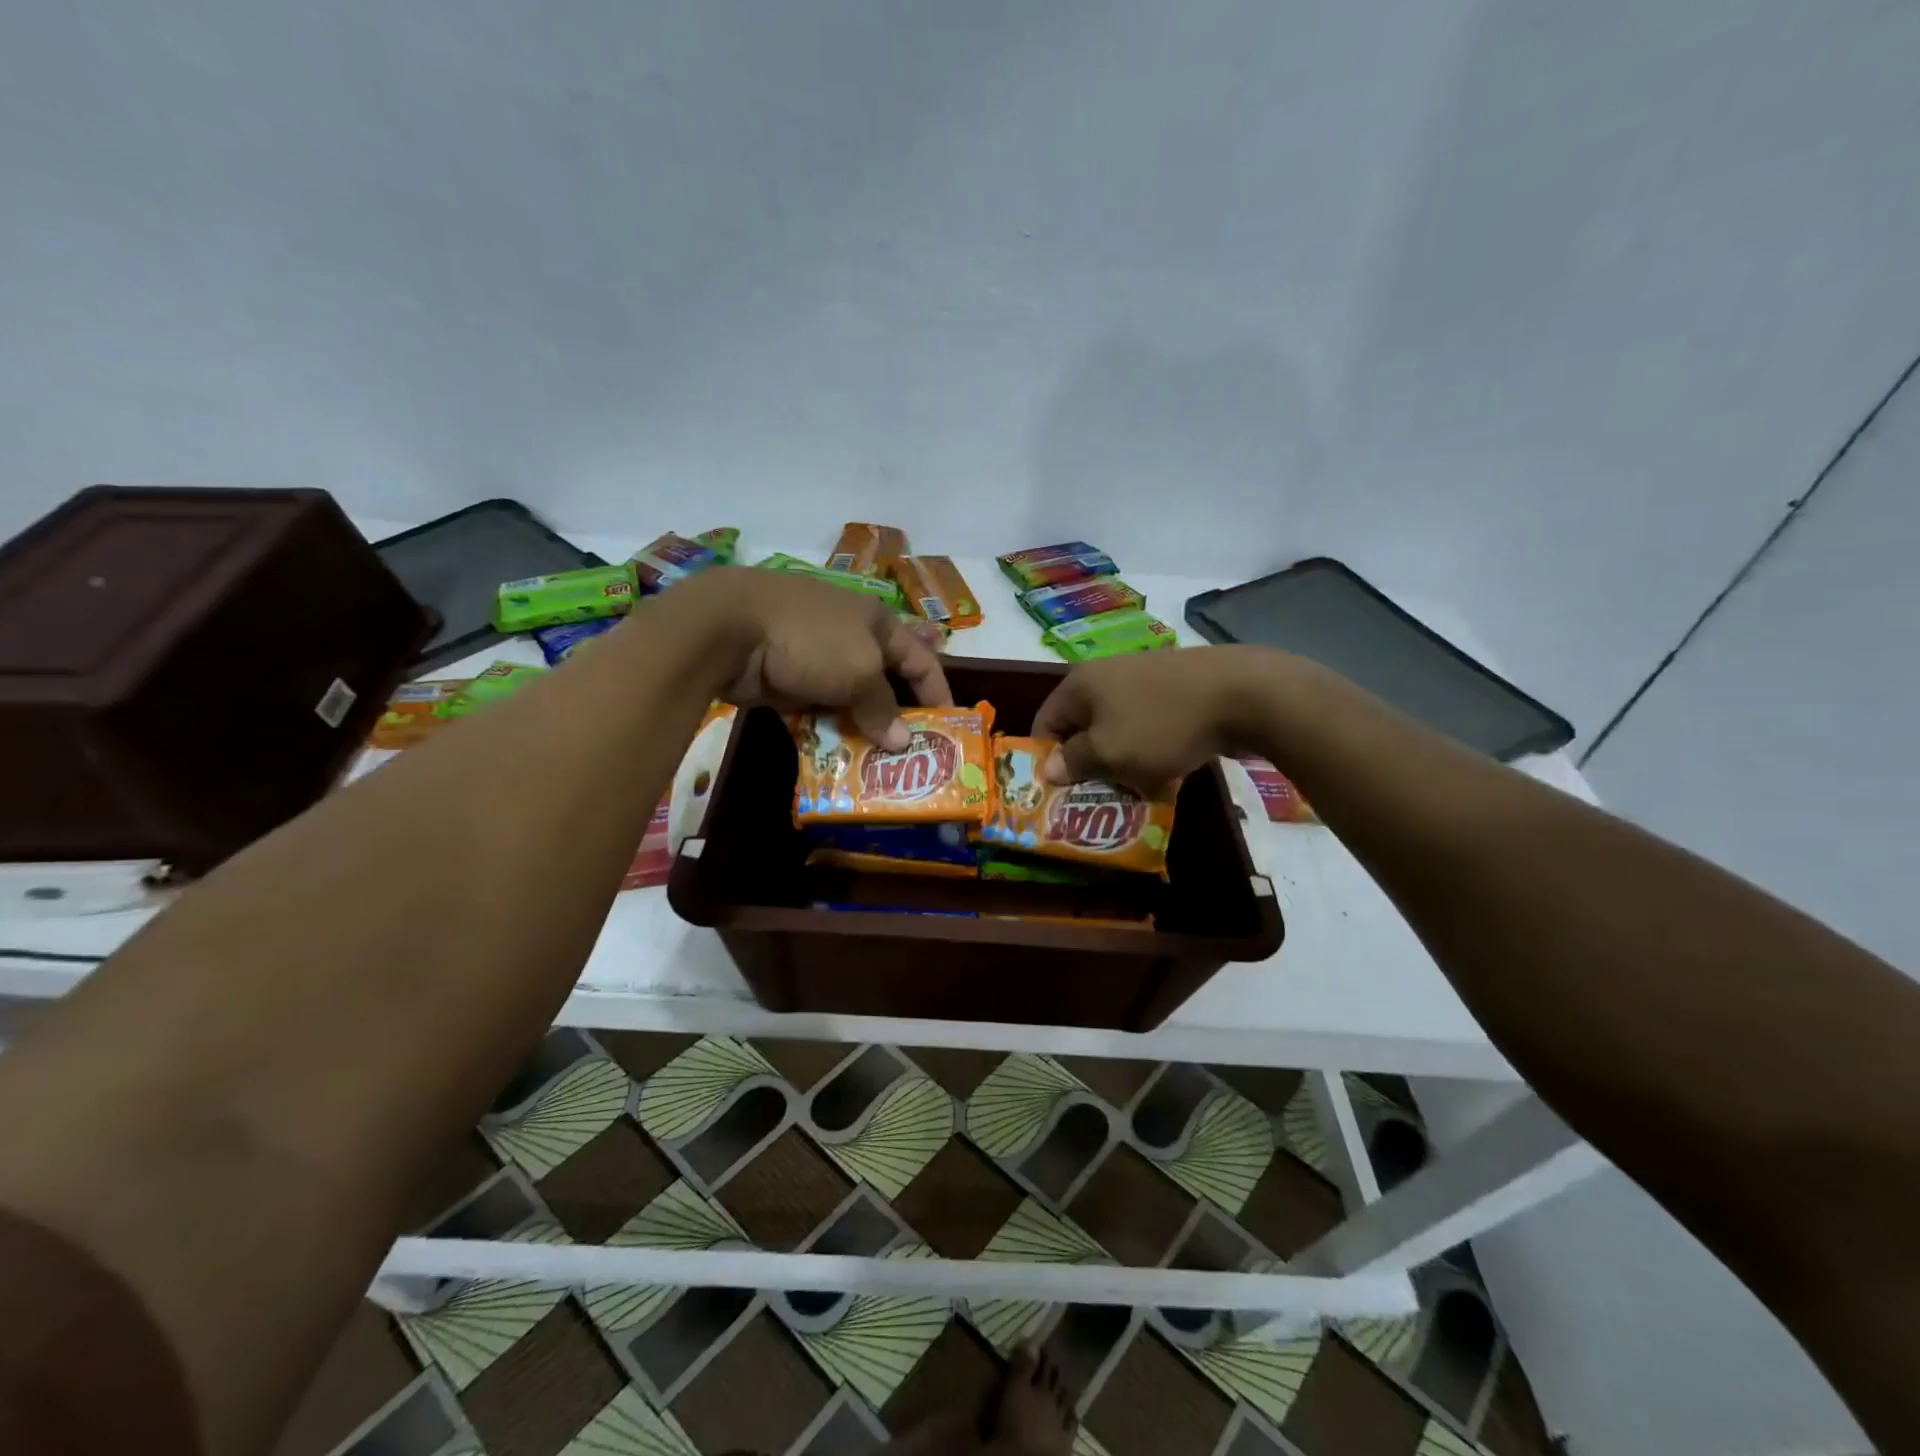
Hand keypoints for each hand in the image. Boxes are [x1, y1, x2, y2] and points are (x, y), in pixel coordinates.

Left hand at [689, 567, 952, 746]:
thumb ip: (884, 708)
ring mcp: (815, 659)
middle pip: (884, 682)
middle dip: (897, 718)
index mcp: (877, 623)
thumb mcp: (861, 672)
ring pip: (848, 701)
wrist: (729, 628)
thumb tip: (903, 742)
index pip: (921, 659)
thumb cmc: (812, 640)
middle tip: (911, 756)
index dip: (938, 692)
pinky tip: (835, 759)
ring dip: (860, 731)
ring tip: (875, 767)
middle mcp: (850, 638)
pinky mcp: (786, 680)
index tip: (950, 728)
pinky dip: (825, 732)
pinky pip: (815, 711)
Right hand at [1031, 646, 1274, 794]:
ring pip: (1119, 731)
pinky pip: (1149, 727)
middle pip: (1083, 728)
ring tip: (1139, 790)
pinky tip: (1169, 774)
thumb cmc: (1161, 725)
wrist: (1240, 694)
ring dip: (1124, 762)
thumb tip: (1048, 768)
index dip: (1047, 758)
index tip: (1060, 792)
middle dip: (1090, 765)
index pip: (1045, 722)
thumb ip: (1074, 761)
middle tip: (1101, 796)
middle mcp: (1106, 676)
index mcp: (1080, 685)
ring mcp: (1143, 680)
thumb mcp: (1109, 752)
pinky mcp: (1174, 690)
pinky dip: (1152, 751)